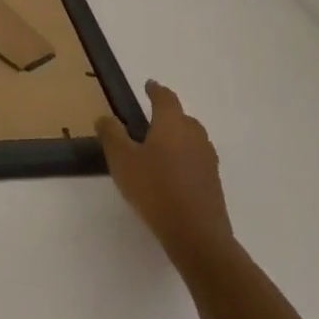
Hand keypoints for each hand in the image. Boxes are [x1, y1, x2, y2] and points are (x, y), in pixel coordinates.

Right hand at [97, 80, 234, 273]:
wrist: (196, 234)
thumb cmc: (154, 189)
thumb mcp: (122, 160)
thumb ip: (111, 135)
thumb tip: (105, 116)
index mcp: (172, 125)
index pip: (165, 99)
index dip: (156, 90)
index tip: (149, 85)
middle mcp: (194, 136)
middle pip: (183, 118)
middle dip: (168, 114)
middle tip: (150, 118)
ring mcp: (207, 160)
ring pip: (192, 138)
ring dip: (178, 136)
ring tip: (160, 146)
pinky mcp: (213, 182)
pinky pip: (197, 159)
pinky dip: (184, 157)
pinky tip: (172, 172)